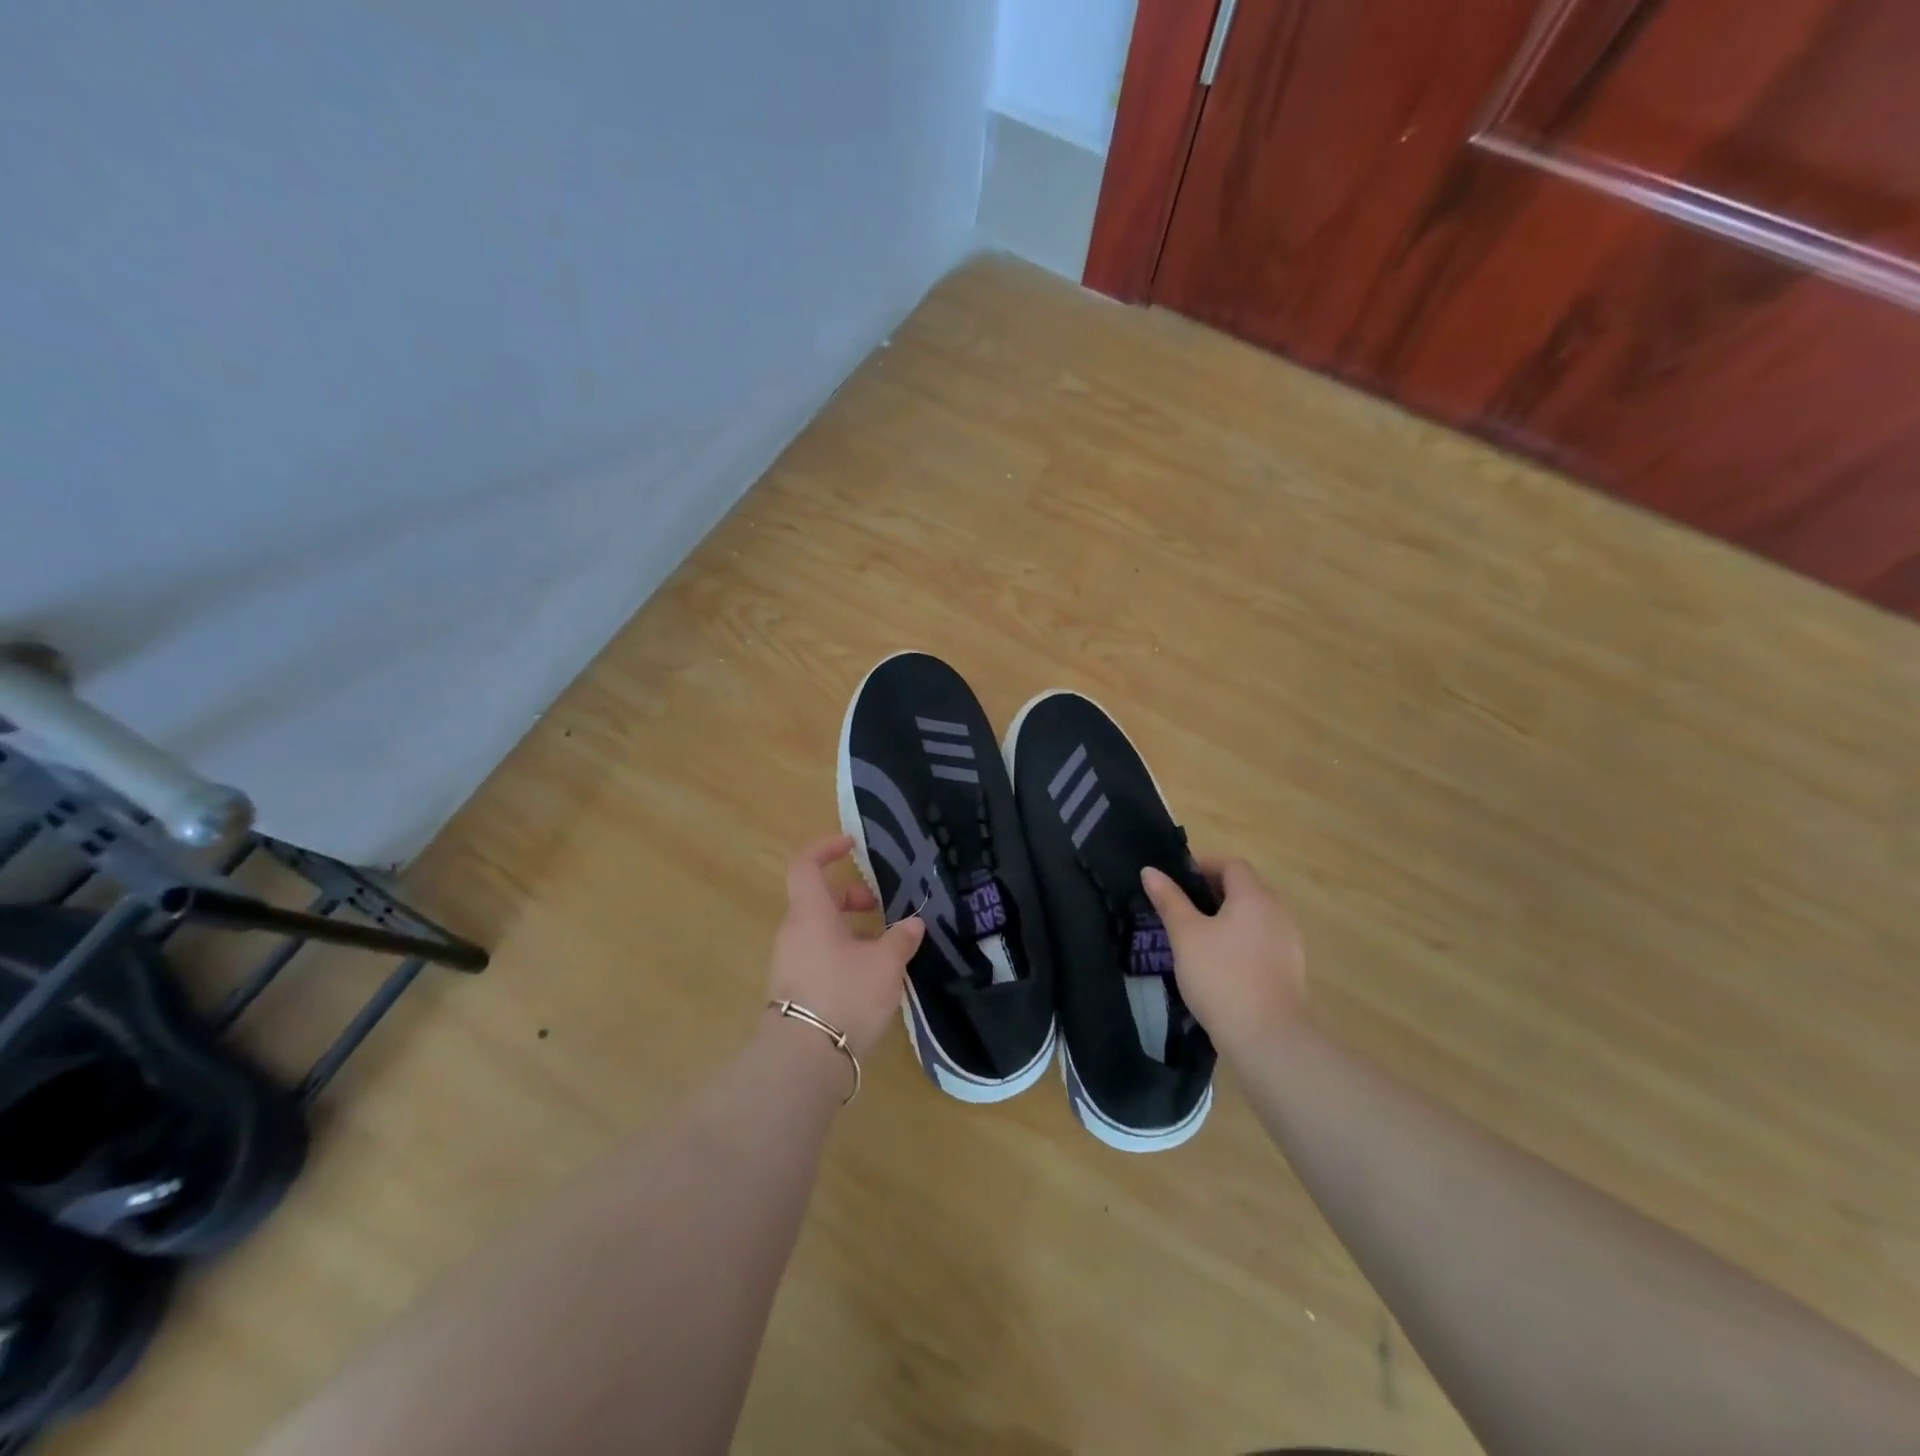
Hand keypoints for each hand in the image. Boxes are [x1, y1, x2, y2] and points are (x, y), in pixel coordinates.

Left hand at [766, 834, 923, 1057]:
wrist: (803, 1059)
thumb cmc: (844, 995)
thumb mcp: (885, 964)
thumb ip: (901, 939)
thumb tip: (913, 924)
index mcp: (810, 913)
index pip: (806, 865)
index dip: (826, 848)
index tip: (852, 845)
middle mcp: (795, 932)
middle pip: (819, 900)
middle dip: (852, 897)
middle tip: (882, 908)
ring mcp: (791, 963)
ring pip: (821, 931)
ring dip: (852, 930)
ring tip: (885, 947)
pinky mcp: (795, 990)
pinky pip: (820, 956)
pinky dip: (844, 954)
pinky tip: (871, 977)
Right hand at [1141, 856, 1305, 1058]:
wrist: (1267, 1038)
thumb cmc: (1220, 976)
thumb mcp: (1185, 935)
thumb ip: (1169, 900)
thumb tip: (1150, 871)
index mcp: (1254, 897)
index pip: (1232, 865)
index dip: (1204, 865)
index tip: (1177, 880)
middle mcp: (1278, 913)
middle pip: (1245, 889)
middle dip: (1212, 892)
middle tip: (1180, 908)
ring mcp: (1289, 943)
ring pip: (1254, 917)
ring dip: (1226, 918)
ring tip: (1195, 936)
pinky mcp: (1290, 970)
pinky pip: (1262, 941)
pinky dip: (1240, 940)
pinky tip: (1218, 963)